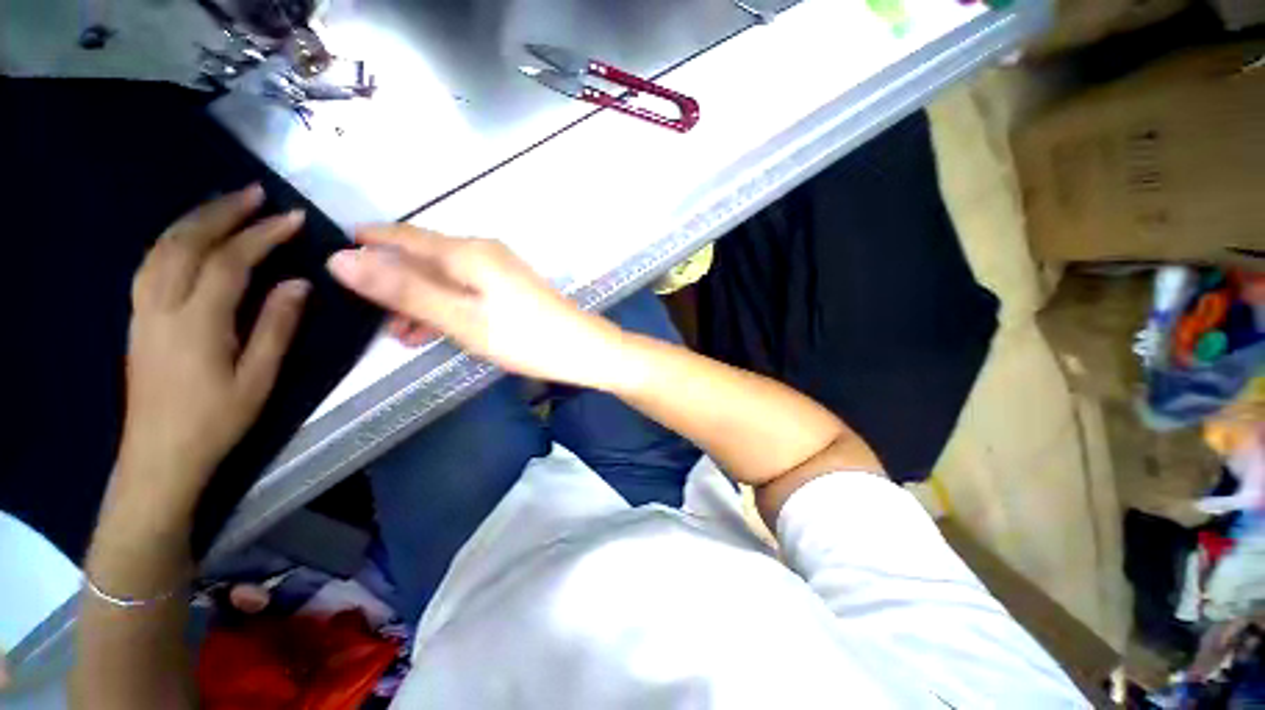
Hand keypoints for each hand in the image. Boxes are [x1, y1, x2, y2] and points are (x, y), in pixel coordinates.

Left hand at [108, 186, 309, 520]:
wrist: (160, 454)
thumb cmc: (217, 419)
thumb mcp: (259, 377)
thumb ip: (277, 326)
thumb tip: (298, 283)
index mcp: (198, 321)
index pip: (230, 262)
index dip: (262, 235)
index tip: (293, 217)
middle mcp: (163, 304)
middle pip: (188, 242)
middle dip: (223, 212)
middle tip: (256, 193)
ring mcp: (143, 309)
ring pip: (162, 247)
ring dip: (195, 219)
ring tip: (225, 204)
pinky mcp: (137, 317)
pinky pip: (151, 263)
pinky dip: (173, 239)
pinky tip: (190, 236)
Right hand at [326, 225, 620, 387]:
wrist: (584, 351)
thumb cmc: (525, 337)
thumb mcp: (461, 317)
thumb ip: (406, 290)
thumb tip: (342, 259)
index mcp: (469, 252)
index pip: (405, 235)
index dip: (371, 240)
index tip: (336, 252)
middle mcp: (484, 254)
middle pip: (425, 258)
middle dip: (393, 281)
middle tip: (365, 312)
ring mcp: (501, 273)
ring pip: (446, 279)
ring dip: (419, 301)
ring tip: (398, 334)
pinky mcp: (511, 291)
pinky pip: (466, 292)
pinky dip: (446, 308)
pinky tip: (434, 331)